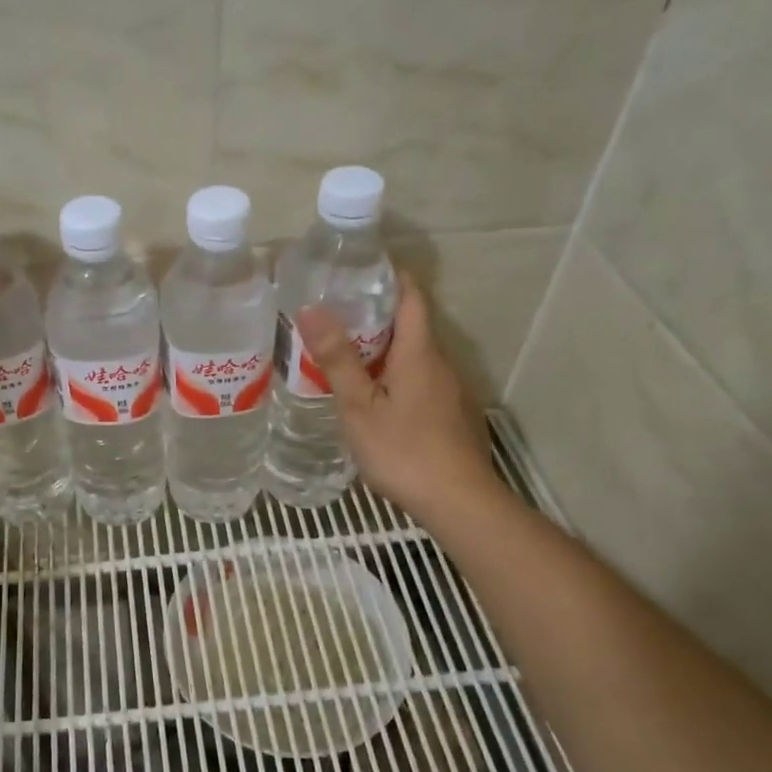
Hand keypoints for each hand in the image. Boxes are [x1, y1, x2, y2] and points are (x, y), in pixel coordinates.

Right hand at [295, 275, 500, 519]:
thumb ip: (337, 359)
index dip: (390, 276)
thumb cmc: (404, 451)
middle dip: (376, 314)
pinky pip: (421, 381)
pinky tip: (373, 397)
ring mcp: (451, 391)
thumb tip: (312, 308)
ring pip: (415, 356)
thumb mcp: (359, 406)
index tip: (359, 268)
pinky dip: (395, 375)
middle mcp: (441, 364)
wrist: (459, 503)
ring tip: (344, 355)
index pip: (411, 296)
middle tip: (334, 314)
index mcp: (420, 353)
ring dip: (384, 349)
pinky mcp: (452, 415)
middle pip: (412, 325)